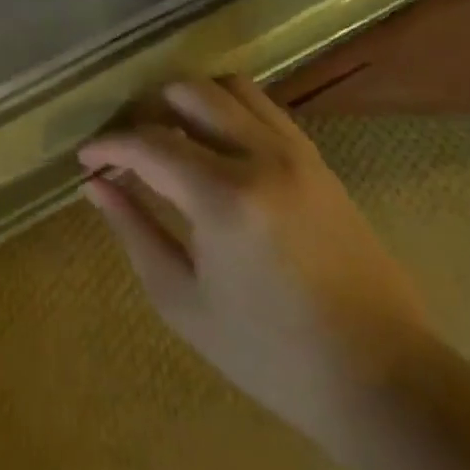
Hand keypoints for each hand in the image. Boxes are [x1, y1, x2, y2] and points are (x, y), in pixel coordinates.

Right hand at [79, 75, 432, 454]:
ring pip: (229, 88)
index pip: (148, 143)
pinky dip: (226, 110)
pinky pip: (263, 108)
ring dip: (189, 101)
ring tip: (168, 135)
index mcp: (224, 197)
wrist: (383, 381)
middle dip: (145, 110)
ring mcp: (297, 153)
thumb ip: (134, 231)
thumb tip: (95, 187)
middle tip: (126, 145)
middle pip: (188, 93)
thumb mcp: (184, 300)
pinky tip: (212, 145)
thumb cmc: (272, 353)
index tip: (86, 160)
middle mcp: (262, 157)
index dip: (108, 146)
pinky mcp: (318, 161)